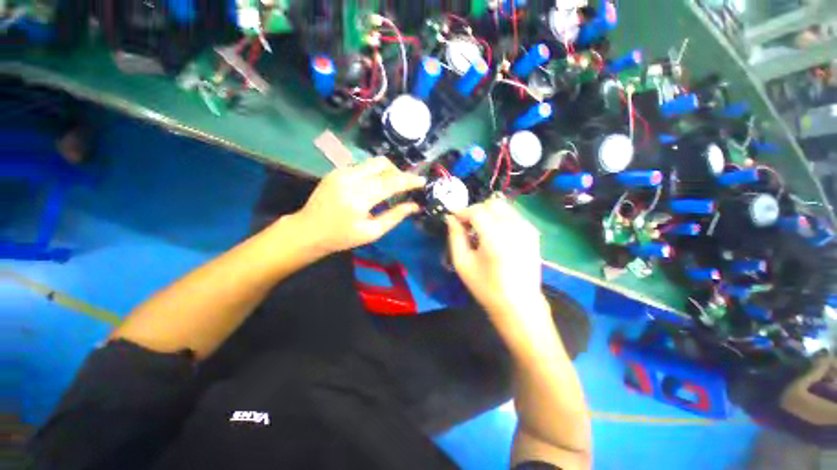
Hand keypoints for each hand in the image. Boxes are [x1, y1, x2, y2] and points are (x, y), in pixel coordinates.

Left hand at [290, 157, 425, 255]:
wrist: (309, 230)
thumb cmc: (342, 237)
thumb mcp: (371, 232)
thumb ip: (394, 216)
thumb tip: (414, 206)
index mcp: (359, 198)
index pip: (391, 182)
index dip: (409, 180)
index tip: (422, 181)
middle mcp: (350, 179)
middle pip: (383, 164)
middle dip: (398, 172)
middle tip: (404, 187)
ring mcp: (341, 172)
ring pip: (373, 162)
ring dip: (387, 172)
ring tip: (390, 188)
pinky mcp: (336, 170)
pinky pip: (363, 166)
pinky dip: (374, 174)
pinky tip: (373, 187)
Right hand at [446, 196, 548, 322]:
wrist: (519, 304)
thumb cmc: (486, 287)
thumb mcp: (462, 263)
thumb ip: (455, 237)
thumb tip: (451, 218)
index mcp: (496, 238)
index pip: (477, 211)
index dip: (462, 212)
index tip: (454, 219)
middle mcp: (514, 228)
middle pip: (491, 203)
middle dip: (476, 211)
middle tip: (467, 226)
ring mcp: (527, 228)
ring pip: (503, 206)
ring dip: (488, 213)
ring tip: (481, 231)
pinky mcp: (533, 232)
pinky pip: (512, 214)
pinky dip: (500, 218)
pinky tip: (495, 235)